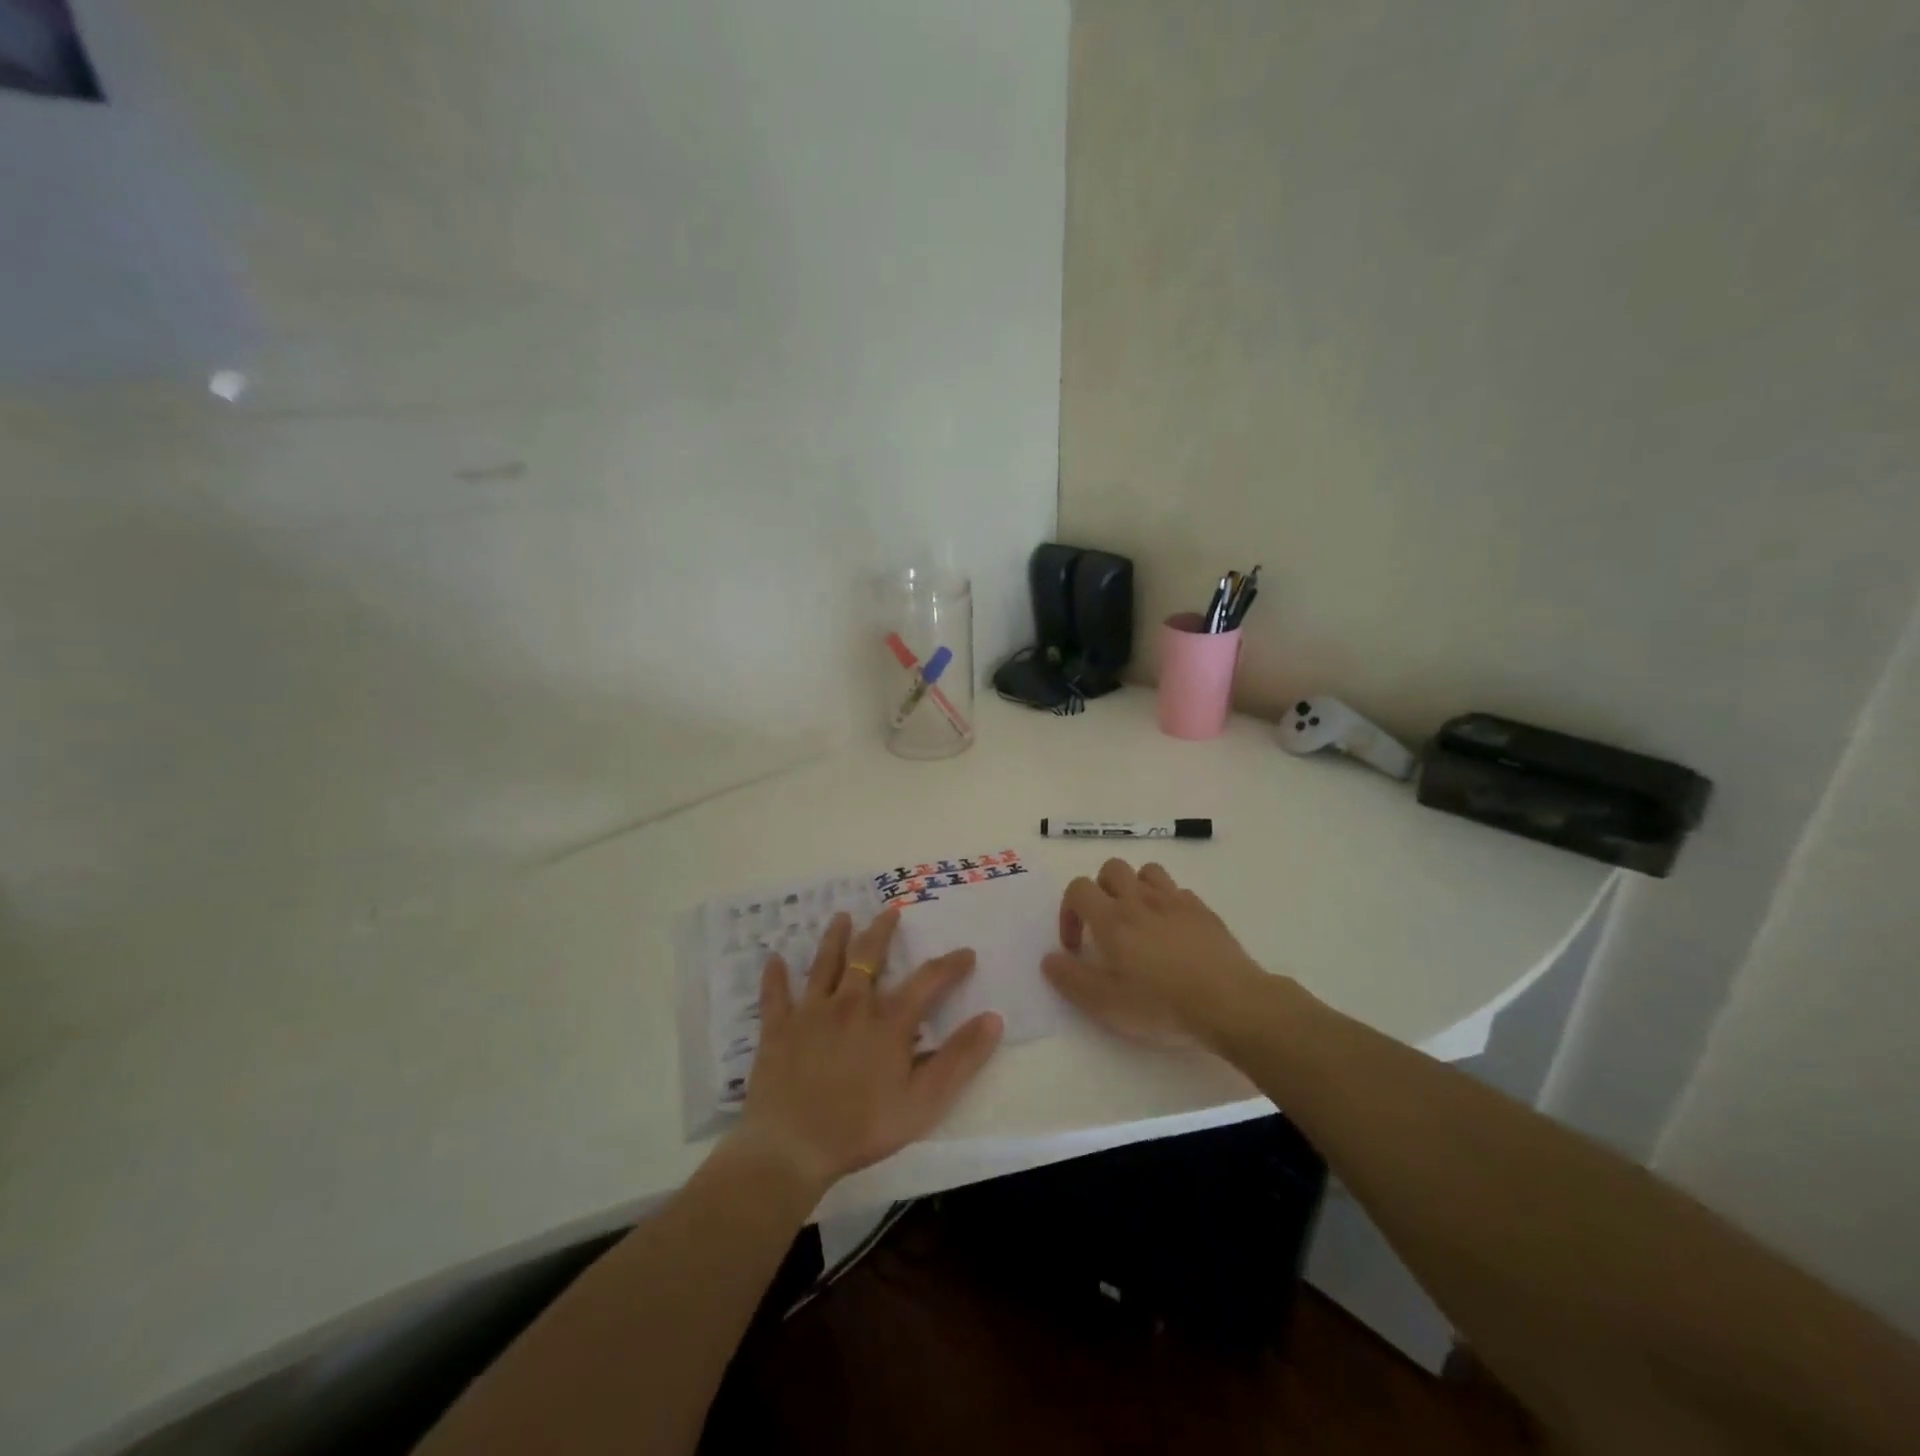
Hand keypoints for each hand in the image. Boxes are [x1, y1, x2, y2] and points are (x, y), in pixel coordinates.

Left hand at [736, 908, 1003, 1197]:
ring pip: (824, 964)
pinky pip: (775, 995)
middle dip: (882, 931)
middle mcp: (850, 1004)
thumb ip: (960, 1059)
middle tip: (890, 911)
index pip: (927, 981)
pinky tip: (773, 959)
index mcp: (888, 1021)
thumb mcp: (924, 1101)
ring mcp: (810, 1013)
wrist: (793, 1147)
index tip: (966, 952)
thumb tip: (993, 1018)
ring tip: (841, 917)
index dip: (950, 965)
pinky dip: (775, 976)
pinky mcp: (778, 1029)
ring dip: (834, 938)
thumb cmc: (863, 1127)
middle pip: (868, 956)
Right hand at [1042, 858, 1270, 1049]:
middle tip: (1105, 925)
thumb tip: (1049, 959)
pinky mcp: (1203, 911)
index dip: (1069, 911)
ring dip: (1135, 888)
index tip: (1076, 945)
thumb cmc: (1161, 1005)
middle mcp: (1140, 900)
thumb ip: (1071, 979)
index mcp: (1112, 918)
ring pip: (1147, 872)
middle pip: (1111, 869)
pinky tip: (1173, 931)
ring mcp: (1175, 901)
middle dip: (1101, 890)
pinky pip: (1178, 892)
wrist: (1230, 1003)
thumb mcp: (1106, 1004)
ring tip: (1138, 919)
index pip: (1078, 889)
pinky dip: (1168, 903)